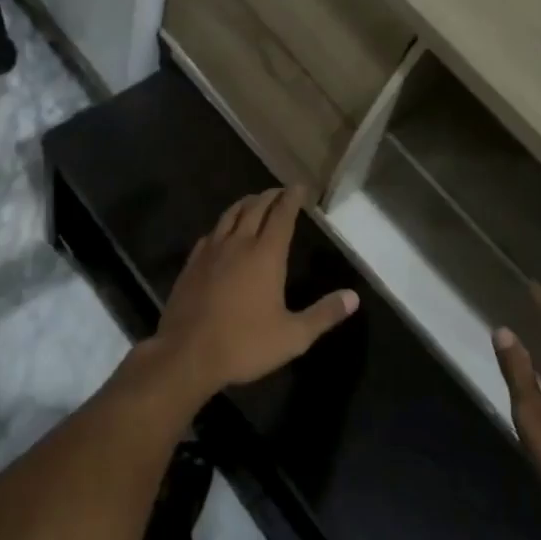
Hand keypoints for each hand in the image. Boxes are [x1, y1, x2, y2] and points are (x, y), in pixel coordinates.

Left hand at [145, 188, 358, 400]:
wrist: (186, 353)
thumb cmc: (244, 344)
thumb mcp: (293, 336)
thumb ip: (324, 314)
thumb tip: (353, 297)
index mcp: (266, 255)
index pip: (282, 215)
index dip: (292, 198)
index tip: (300, 186)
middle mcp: (238, 244)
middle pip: (255, 208)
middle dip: (270, 196)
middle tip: (280, 191)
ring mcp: (211, 251)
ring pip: (230, 215)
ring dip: (246, 204)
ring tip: (254, 201)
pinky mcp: (192, 263)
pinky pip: (211, 233)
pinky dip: (223, 224)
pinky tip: (223, 231)